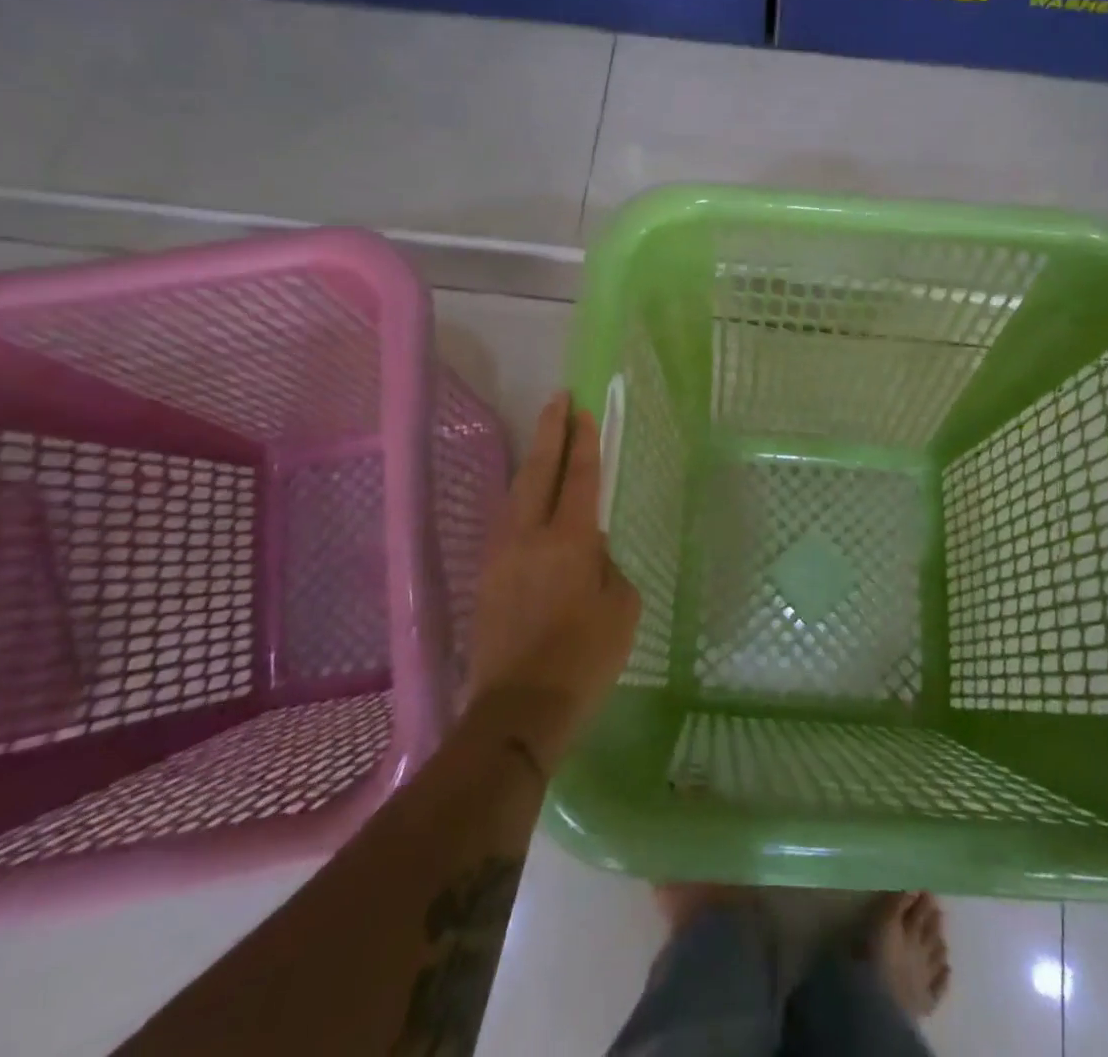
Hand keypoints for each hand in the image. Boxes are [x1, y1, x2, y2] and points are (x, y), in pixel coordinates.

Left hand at [466, 392, 639, 768]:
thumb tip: (590, 549)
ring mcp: (501, 555)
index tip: (584, 410)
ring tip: (544, 438)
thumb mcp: (621, 608)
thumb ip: (607, 567)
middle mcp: (529, 537)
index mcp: (568, 541)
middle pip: (539, 471)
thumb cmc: (584, 659)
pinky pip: (506, 521)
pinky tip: (528, 496)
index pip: (579, 478)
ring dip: (532, 461)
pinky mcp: (486, 576)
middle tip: (558, 398)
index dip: (583, 442)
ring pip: (516, 493)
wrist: (518, 710)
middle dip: (550, 431)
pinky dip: (521, 496)